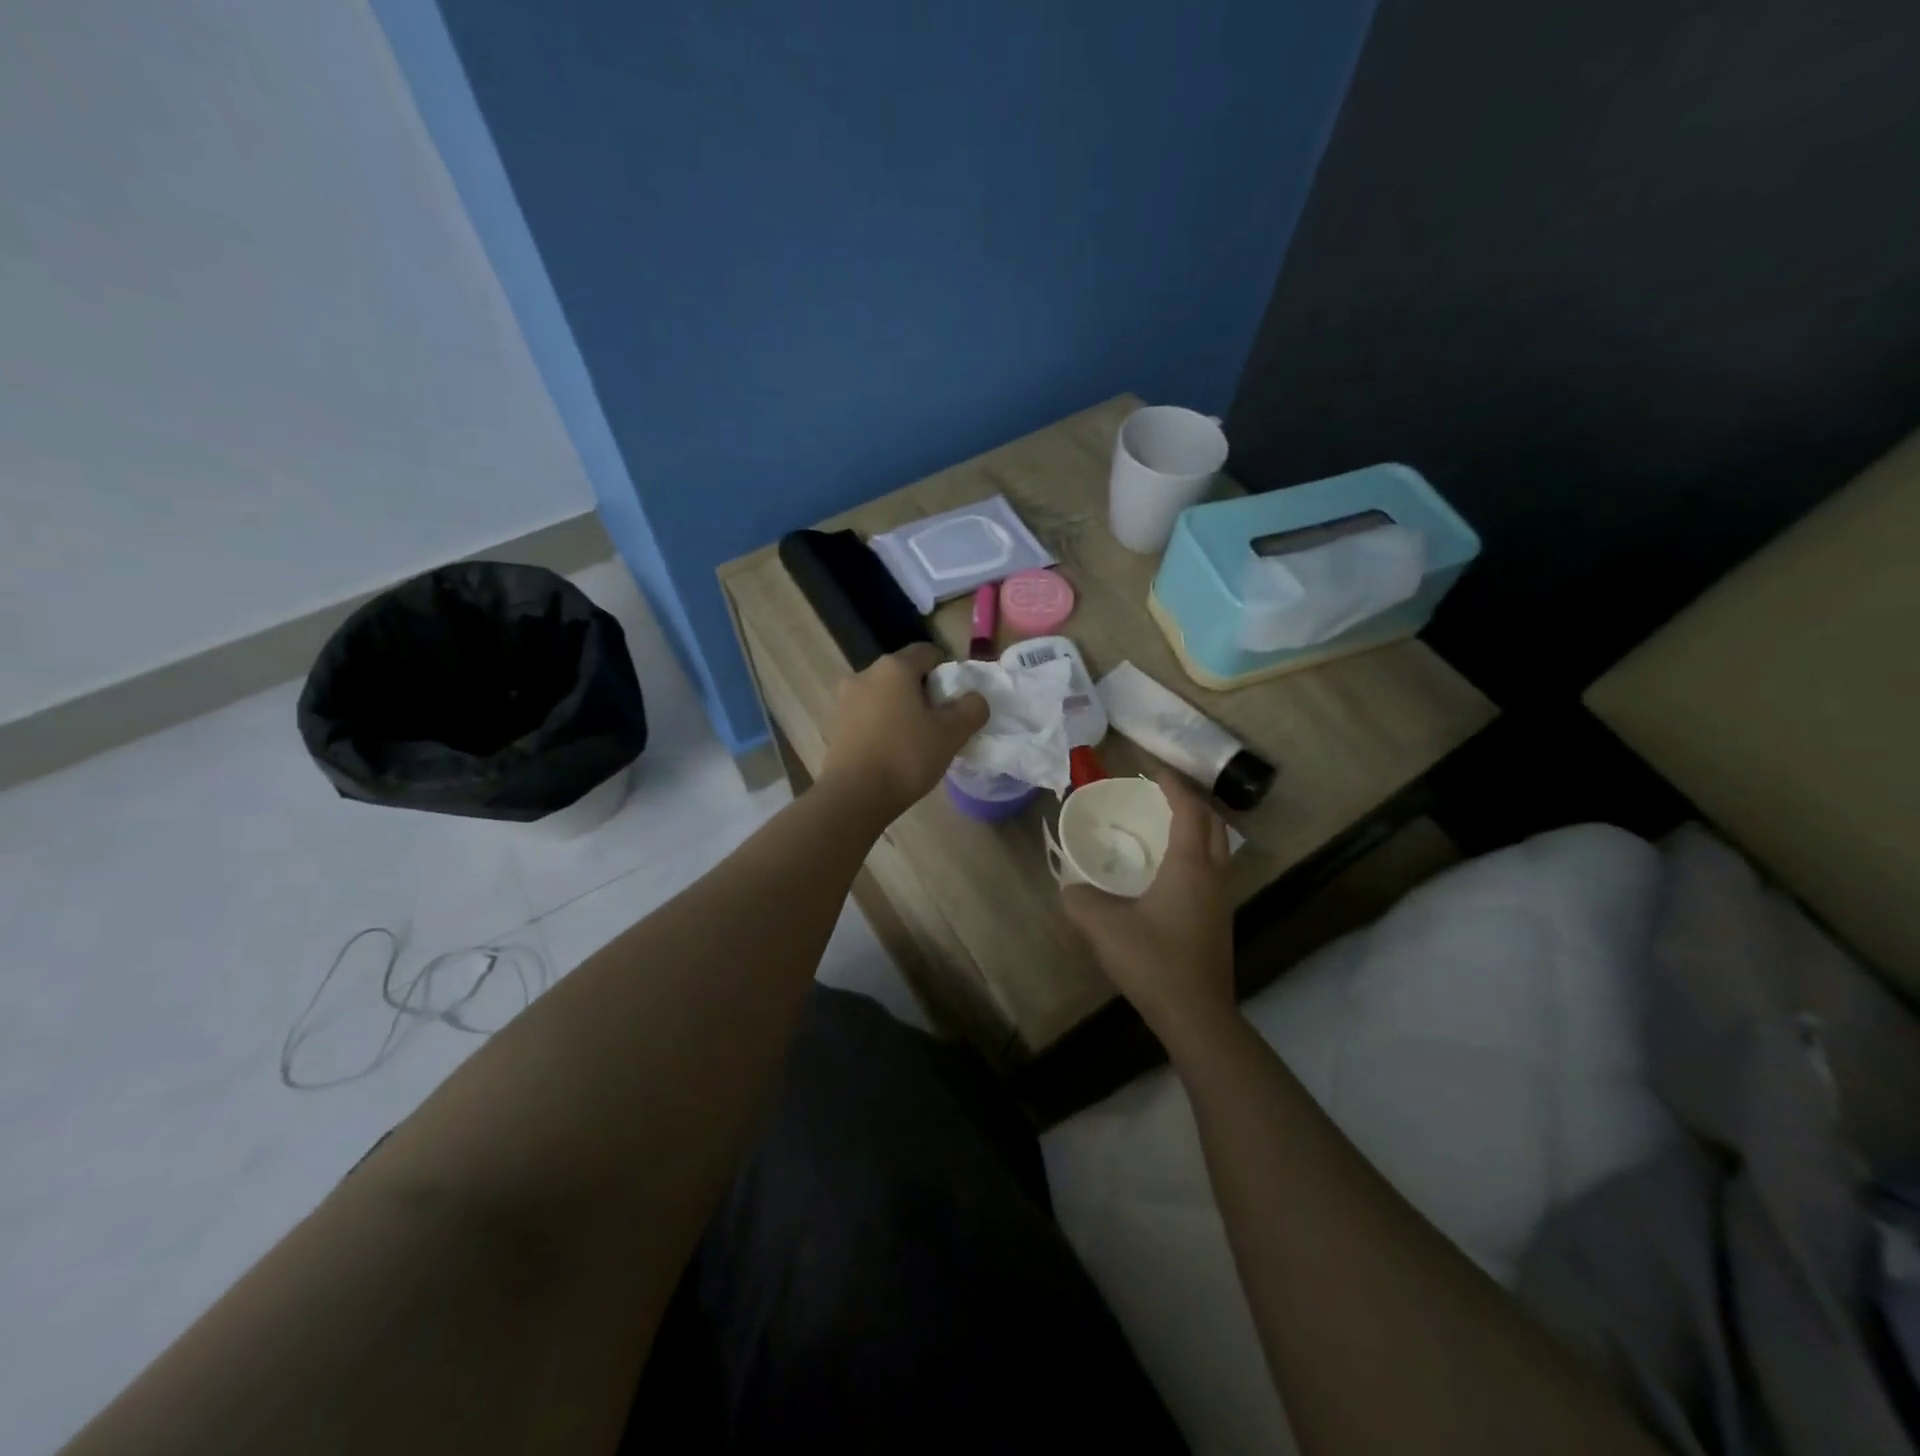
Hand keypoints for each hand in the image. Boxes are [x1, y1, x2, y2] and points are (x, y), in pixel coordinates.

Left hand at [819, 643, 987, 827]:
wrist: (854, 797)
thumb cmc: (906, 757)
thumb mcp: (952, 734)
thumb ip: (971, 709)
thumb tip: (974, 699)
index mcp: (894, 668)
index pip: (927, 652)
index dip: (947, 671)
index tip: (956, 700)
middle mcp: (864, 674)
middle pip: (903, 674)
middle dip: (923, 692)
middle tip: (939, 722)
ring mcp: (844, 700)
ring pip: (883, 695)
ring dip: (901, 709)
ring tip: (915, 740)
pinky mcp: (834, 725)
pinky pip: (867, 716)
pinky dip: (882, 725)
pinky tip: (891, 751)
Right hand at [1063, 771, 1235, 1047]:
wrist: (1196, 1014)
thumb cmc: (1153, 961)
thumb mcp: (1103, 927)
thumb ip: (1079, 900)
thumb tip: (1069, 888)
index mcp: (1189, 865)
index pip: (1188, 810)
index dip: (1172, 785)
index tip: (1151, 770)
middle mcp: (1213, 875)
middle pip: (1212, 823)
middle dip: (1190, 801)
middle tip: (1159, 794)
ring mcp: (1221, 899)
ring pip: (1217, 848)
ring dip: (1196, 827)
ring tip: (1164, 825)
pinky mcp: (1219, 920)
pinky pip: (1212, 869)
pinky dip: (1195, 853)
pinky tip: (1168, 871)